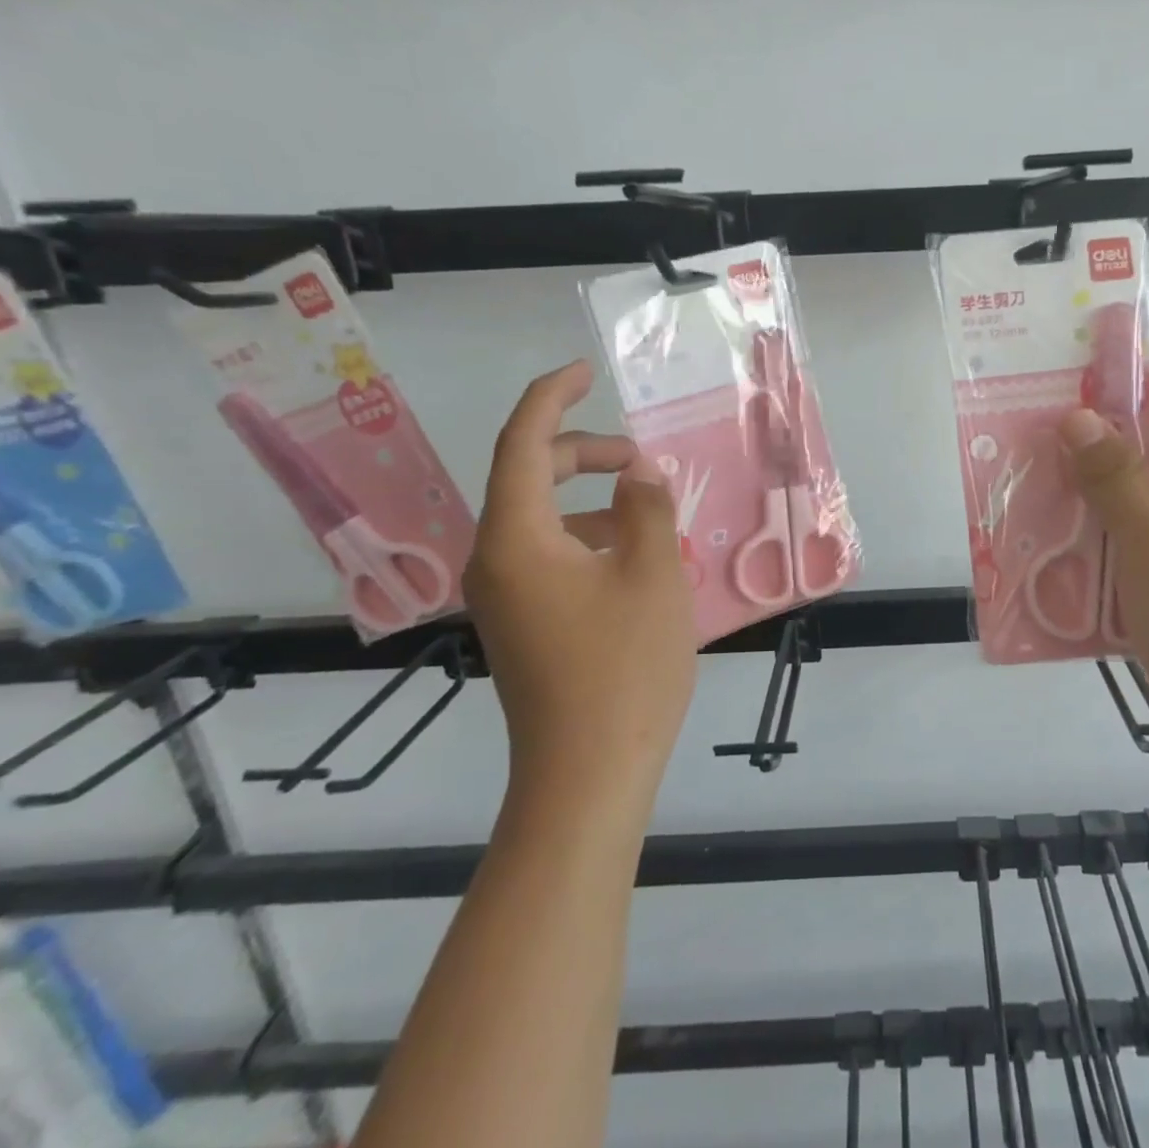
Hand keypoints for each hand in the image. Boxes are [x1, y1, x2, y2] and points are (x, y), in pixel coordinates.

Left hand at [464, 361, 696, 797]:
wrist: (587, 775)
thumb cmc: (624, 668)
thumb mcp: (652, 573)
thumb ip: (646, 508)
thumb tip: (638, 474)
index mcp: (517, 539)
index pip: (522, 444)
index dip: (552, 398)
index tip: (585, 372)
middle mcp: (496, 561)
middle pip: (530, 479)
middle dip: (584, 454)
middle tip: (640, 459)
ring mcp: (505, 597)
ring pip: (543, 521)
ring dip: (593, 502)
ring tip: (651, 518)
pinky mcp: (522, 624)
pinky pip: (550, 557)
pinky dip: (590, 540)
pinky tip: (636, 562)